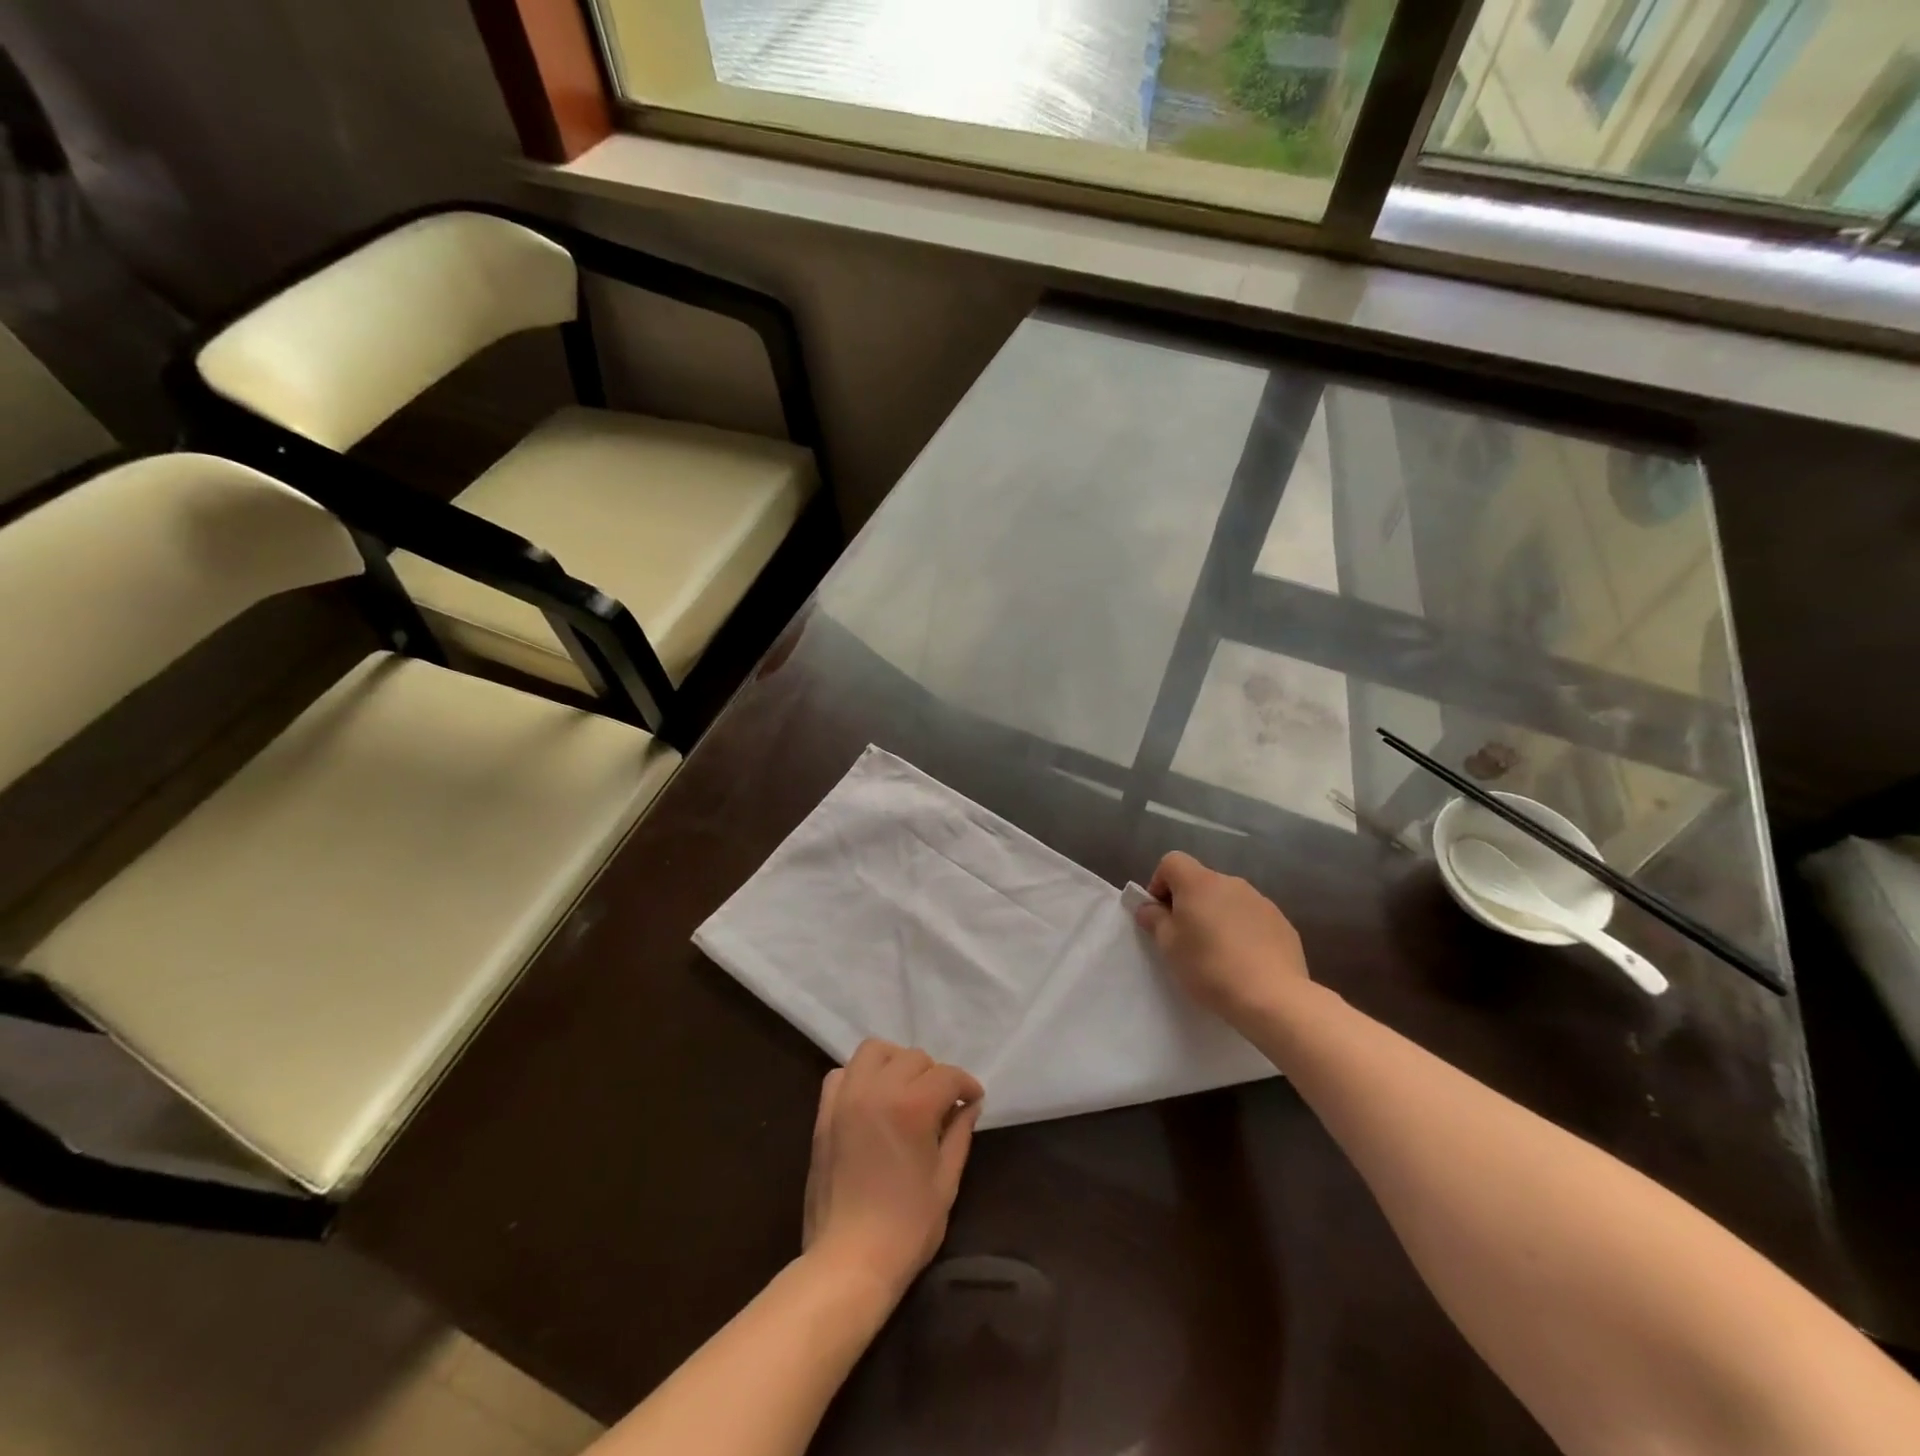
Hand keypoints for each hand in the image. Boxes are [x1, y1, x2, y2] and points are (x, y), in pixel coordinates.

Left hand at [802, 1039, 983, 1300]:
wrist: (848, 1261)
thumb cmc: (906, 1228)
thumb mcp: (946, 1182)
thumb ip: (959, 1134)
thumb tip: (969, 1106)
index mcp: (912, 1106)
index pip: (947, 1075)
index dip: (966, 1085)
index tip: (973, 1100)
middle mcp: (877, 1090)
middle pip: (913, 1058)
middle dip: (934, 1075)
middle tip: (942, 1104)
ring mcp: (846, 1098)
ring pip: (874, 1051)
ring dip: (896, 1062)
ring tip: (906, 1090)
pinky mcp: (824, 1113)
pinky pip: (842, 1073)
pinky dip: (860, 1076)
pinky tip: (872, 1099)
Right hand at [1133, 851, 1310, 1027]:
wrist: (1272, 997)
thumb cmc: (1209, 966)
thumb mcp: (1169, 945)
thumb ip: (1154, 919)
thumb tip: (1149, 907)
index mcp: (1199, 882)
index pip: (1172, 862)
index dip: (1160, 883)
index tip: (1160, 914)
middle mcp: (1231, 882)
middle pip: (1200, 881)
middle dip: (1188, 902)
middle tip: (1185, 937)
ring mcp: (1260, 901)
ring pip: (1227, 900)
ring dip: (1216, 916)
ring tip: (1216, 952)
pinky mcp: (1281, 922)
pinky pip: (1251, 917)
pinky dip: (1242, 930)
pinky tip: (1243, 960)